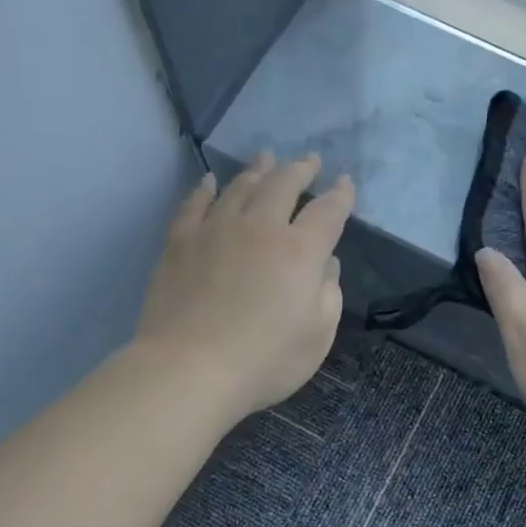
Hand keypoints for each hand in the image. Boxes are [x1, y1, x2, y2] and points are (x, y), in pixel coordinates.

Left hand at [135, 152, 353, 421]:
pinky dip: (205, 189)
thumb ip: (328, 293)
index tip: (345, 183)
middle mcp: (260, 228)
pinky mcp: (180, 242)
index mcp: (299, 251)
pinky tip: (210, 181)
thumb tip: (326, 263)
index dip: (340, 195)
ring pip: (240, 187)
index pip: (327, 212)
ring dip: (258, 170)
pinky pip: (194, 205)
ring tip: (266, 157)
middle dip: (300, 170)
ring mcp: (216, 230)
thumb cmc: (264, 360)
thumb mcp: (318, 336)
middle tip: (309, 160)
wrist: (188, 369)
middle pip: (283, 185)